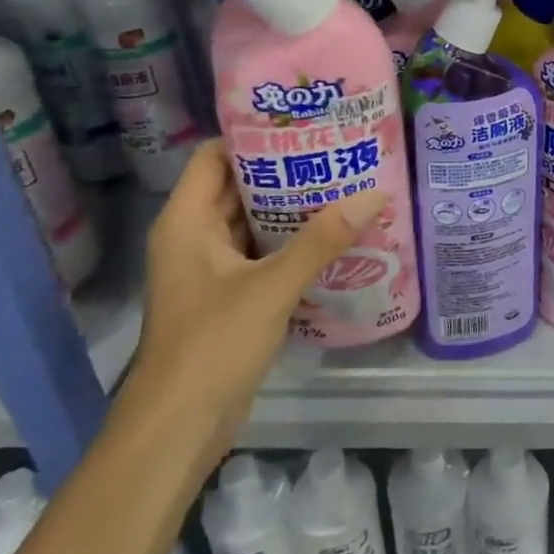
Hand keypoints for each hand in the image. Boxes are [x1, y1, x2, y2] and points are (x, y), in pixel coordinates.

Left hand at [124, 140, 381, 471]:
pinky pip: (261, 255)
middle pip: (238, 187)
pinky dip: (292, 244)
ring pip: (253, 223)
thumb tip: (374, 194)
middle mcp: (194, 237)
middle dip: (285, 171)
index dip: (254, 136)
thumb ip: (322, 240)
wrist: (178, 428)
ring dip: (292, 209)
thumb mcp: (271, 287)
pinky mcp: (228, 298)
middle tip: (337, 154)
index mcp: (187, 221)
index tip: (303, 125)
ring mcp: (210, 270)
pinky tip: (333, 239)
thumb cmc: (212, 345)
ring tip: (344, 188)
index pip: (215, 156)